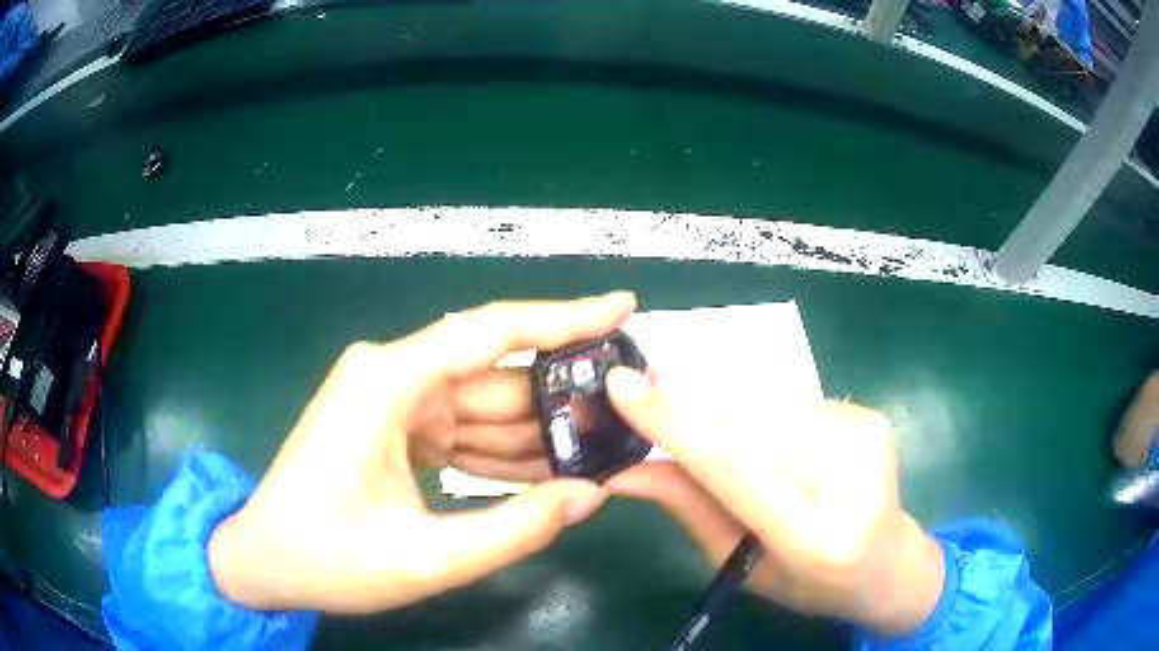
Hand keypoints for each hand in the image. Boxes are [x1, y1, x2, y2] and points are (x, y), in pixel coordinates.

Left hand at [207, 293, 636, 612]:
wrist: (263, 561)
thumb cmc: (328, 557)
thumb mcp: (425, 558)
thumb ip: (514, 528)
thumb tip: (590, 495)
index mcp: (389, 382)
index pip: (492, 332)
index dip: (564, 317)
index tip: (622, 308)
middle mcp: (391, 374)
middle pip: (493, 376)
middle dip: (559, 398)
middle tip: (625, 413)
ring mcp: (390, 399)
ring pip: (481, 406)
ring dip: (533, 434)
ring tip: (598, 452)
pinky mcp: (392, 425)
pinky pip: (460, 429)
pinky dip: (499, 453)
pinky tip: (543, 475)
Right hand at [604, 368, 944, 635]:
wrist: (890, 563)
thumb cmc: (810, 583)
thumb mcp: (741, 566)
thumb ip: (689, 510)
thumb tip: (624, 471)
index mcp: (815, 540)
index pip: (736, 471)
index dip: (675, 426)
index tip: (621, 386)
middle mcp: (849, 479)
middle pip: (748, 421)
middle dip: (701, 418)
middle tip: (665, 418)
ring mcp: (866, 437)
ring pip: (767, 401)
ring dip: (736, 419)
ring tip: (754, 460)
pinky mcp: (869, 415)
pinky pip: (793, 399)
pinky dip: (770, 419)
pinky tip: (788, 453)